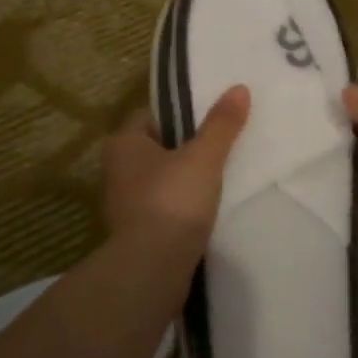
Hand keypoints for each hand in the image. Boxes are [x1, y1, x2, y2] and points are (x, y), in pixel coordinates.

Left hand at [102, 86, 250, 254]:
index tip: (212, 115)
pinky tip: (210, 206)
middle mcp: (117, 170)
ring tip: (223, 174)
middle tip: (224, 142)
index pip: (152, 115)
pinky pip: (167, 206)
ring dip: (187, 177)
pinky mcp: (140, 231)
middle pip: (159, 147)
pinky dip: (185, 204)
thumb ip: (221, 124)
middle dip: (188, 145)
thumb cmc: (173, 201)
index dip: (182, 112)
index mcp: (123, 143)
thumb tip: (239, 88)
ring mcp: (126, 203)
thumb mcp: (203, 156)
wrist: (153, 268)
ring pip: (163, 178)